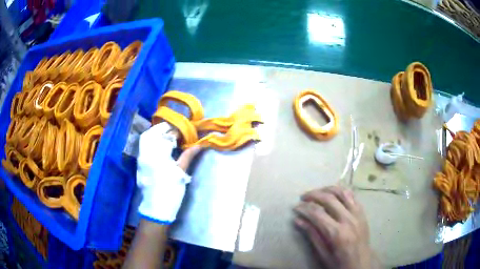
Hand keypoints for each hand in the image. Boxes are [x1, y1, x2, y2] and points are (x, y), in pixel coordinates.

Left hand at [137, 122, 201, 223]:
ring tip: (166, 136)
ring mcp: (140, 158)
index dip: (175, 132)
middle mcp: (146, 154)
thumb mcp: (180, 173)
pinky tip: (159, 145)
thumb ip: (188, 155)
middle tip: (174, 131)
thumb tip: (200, 144)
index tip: (183, 132)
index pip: (165, 136)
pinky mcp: (139, 163)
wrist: (157, 207)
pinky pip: (143, 146)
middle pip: (152, 133)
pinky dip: (151, 141)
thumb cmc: (171, 191)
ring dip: (156, 133)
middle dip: (163, 128)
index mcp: (158, 156)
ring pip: (145, 138)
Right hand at [294, 186, 381, 268]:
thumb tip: (298, 220)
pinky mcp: (362, 212)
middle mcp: (348, 219)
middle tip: (303, 197)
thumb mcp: (323, 253)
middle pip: (329, 199)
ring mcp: (357, 214)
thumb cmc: (339, 262)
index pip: (317, 213)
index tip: (295, 207)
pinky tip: (333, 192)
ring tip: (317, 192)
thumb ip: (312, 235)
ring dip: (327, 189)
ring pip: (342, 192)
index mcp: (337, 233)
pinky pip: (352, 195)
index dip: (304, 208)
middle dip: (313, 195)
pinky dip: (341, 190)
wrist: (361, 263)